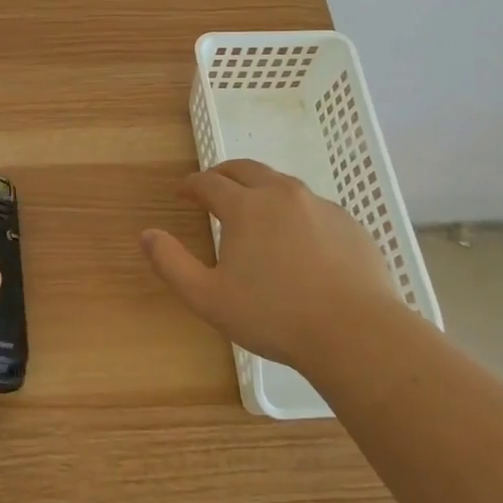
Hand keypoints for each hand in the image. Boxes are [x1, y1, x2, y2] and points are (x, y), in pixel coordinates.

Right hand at [140, 159, 400, 368]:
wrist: (356, 332)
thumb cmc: (273, 316)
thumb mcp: (208, 297)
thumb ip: (171, 263)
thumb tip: (146, 234)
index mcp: (245, 206)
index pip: (209, 183)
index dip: (191, 185)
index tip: (182, 193)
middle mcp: (281, 194)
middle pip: (246, 169)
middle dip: (224, 174)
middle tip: (212, 187)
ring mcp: (320, 206)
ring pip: (282, 184)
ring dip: (260, 189)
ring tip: (254, 209)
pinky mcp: (349, 224)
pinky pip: (313, 207)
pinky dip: (295, 211)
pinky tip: (297, 238)